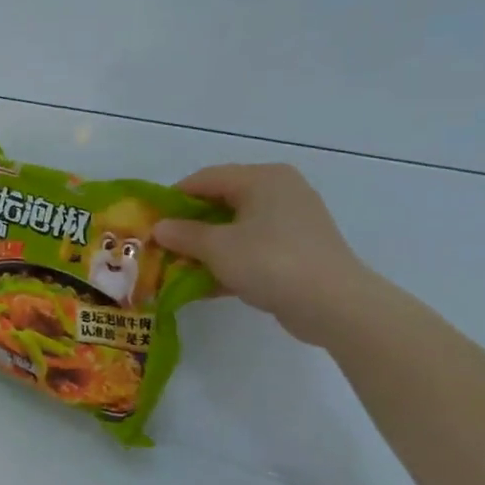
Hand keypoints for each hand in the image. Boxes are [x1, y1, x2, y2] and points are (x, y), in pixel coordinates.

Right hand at [153, 163, 377, 346]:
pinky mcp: (298, 249)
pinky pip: (252, 247)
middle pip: (220, 202)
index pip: (204, 179)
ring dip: (206, 246)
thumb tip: (159, 228)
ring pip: (235, 227)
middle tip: (162, 244)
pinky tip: (206, 283)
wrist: (334, 305)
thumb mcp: (215, 247)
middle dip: (189, 225)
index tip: (149, 221)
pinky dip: (229, 260)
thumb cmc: (269, 262)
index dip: (172, 199)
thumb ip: (182, 234)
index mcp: (262, 179)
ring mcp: (292, 221)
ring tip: (179, 266)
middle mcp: (280, 191)